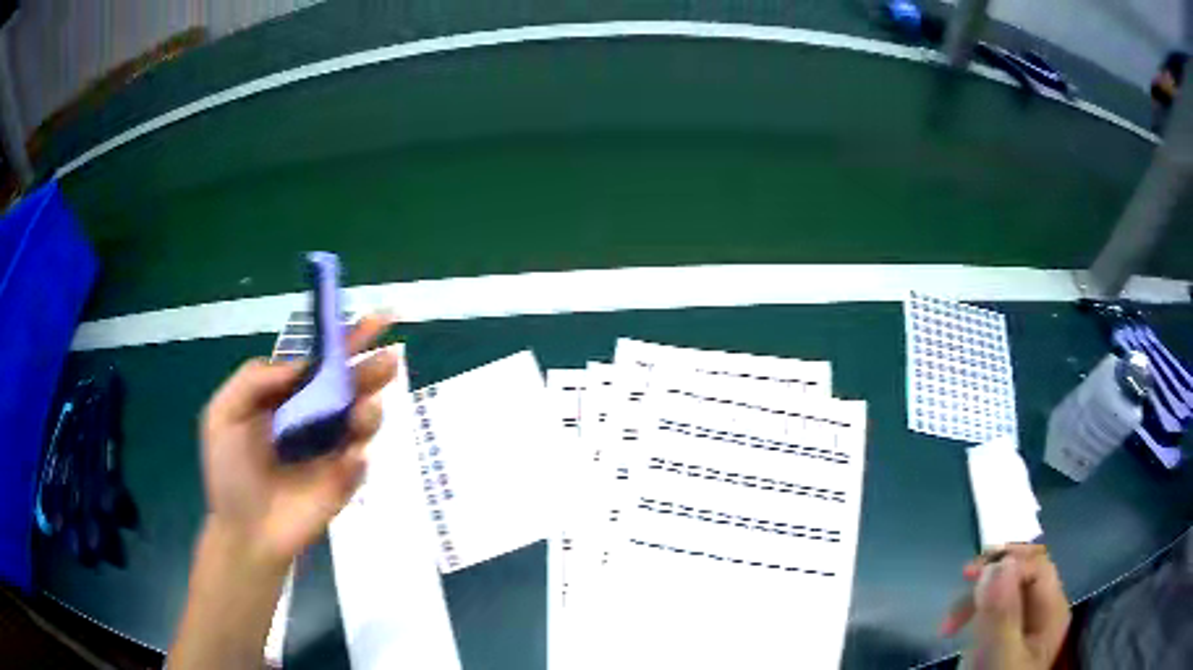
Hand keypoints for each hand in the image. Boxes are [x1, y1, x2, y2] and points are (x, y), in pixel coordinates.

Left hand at [198, 315, 398, 570]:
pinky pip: (359, 465)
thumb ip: (253, 380)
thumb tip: (298, 365)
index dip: (347, 342)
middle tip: (390, 359)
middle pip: (351, 388)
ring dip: (369, 412)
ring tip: (363, 412)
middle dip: (372, 370)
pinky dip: (358, 459)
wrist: (244, 533)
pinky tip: (349, 459)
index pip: (322, 365)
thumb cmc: (229, 473)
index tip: (376, 321)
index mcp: (289, 399)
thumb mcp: (223, 415)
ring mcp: (332, 452)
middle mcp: (315, 420)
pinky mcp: (343, 484)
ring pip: (362, 423)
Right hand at [940, 544, 1070, 669]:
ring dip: (980, 594)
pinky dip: (980, 608)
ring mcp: (1029, 625)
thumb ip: (1002, 613)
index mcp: (1053, 610)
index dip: (1004, 561)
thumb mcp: (998, 657)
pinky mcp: (1010, 636)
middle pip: (1025, 572)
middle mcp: (1046, 611)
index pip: (1035, 565)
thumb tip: (997, 563)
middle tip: (960, 588)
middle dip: (990, 575)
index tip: (965, 577)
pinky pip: (1000, 607)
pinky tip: (965, 625)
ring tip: (953, 620)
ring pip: (1010, 588)